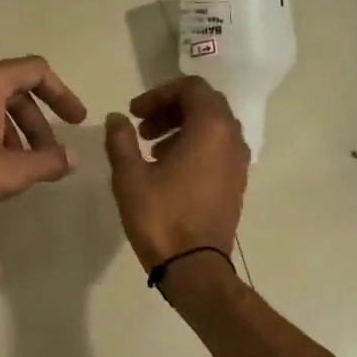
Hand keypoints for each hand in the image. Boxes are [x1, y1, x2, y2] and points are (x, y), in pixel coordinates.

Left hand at [0, 56, 87, 219]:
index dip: (63, 95)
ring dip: (14, 133)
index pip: (37, 71)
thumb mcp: (9, 172)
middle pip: (15, 91)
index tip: (76, 121)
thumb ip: (47, 163)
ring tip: (21, 168)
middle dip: (37, 124)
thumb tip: (71, 159)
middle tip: (49, 156)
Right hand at [103, 76, 248, 269]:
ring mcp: (238, 163)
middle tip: (142, 127)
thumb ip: (121, 139)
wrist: (194, 267)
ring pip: (213, 128)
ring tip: (151, 149)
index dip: (159, 94)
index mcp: (211, 129)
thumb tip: (117, 118)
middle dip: (171, 109)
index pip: (191, 88)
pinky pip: (218, 150)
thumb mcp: (130, 176)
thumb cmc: (161, 217)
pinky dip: (195, 147)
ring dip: (182, 128)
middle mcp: (232, 139)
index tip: (134, 113)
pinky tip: (168, 170)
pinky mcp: (236, 184)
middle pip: (205, 105)